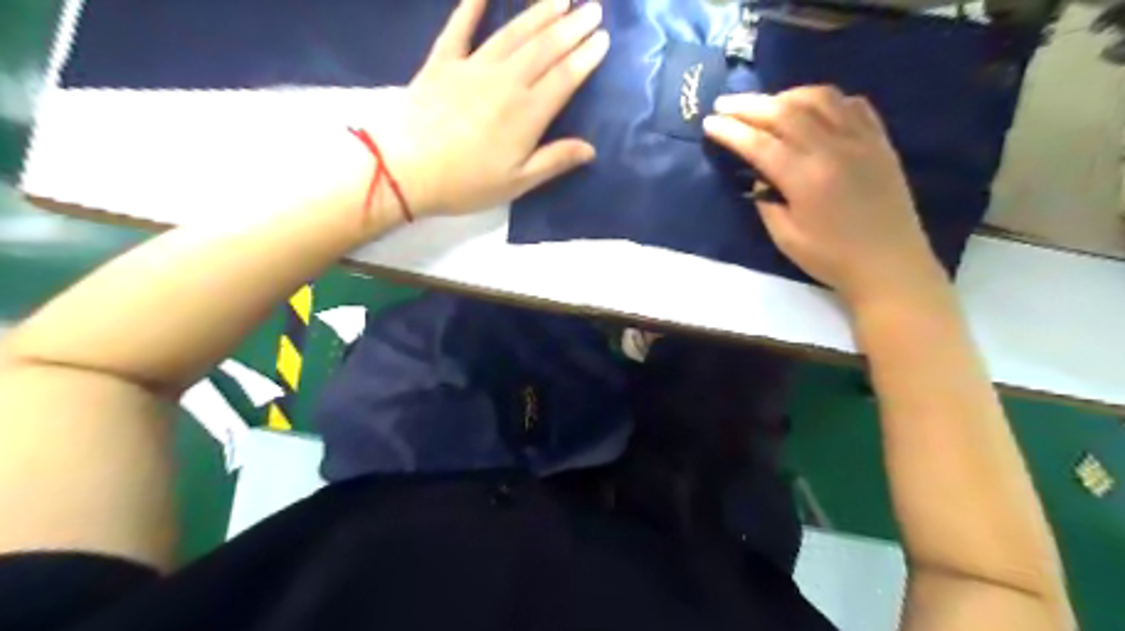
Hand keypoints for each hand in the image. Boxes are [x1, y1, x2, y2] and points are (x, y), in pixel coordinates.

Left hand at [374, 1, 607, 215]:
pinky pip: (460, 26)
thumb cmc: (466, 183)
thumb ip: (554, 161)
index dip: (586, 57)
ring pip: (513, 33)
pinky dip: (472, 4)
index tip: (603, 39)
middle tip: (592, 9)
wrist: (406, 171)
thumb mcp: (516, 183)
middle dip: (572, 27)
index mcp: (527, 114)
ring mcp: (473, 67)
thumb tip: (591, 149)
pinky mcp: (442, 61)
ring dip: (539, 13)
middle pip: (545, 49)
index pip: (565, 78)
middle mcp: (505, 81)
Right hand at [706, 87, 942, 308]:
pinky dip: (825, 99)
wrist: (889, 264)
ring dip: (785, 95)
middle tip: (724, 103)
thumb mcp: (785, 237)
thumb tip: (762, 174)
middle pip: (784, 111)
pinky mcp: (880, 140)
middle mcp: (833, 148)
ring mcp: (861, 139)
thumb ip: (766, 201)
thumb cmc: (831, 258)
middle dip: (749, 105)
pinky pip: (852, 104)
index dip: (731, 131)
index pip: (759, 143)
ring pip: (819, 98)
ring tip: (766, 103)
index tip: (709, 123)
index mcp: (805, 177)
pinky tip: (811, 107)